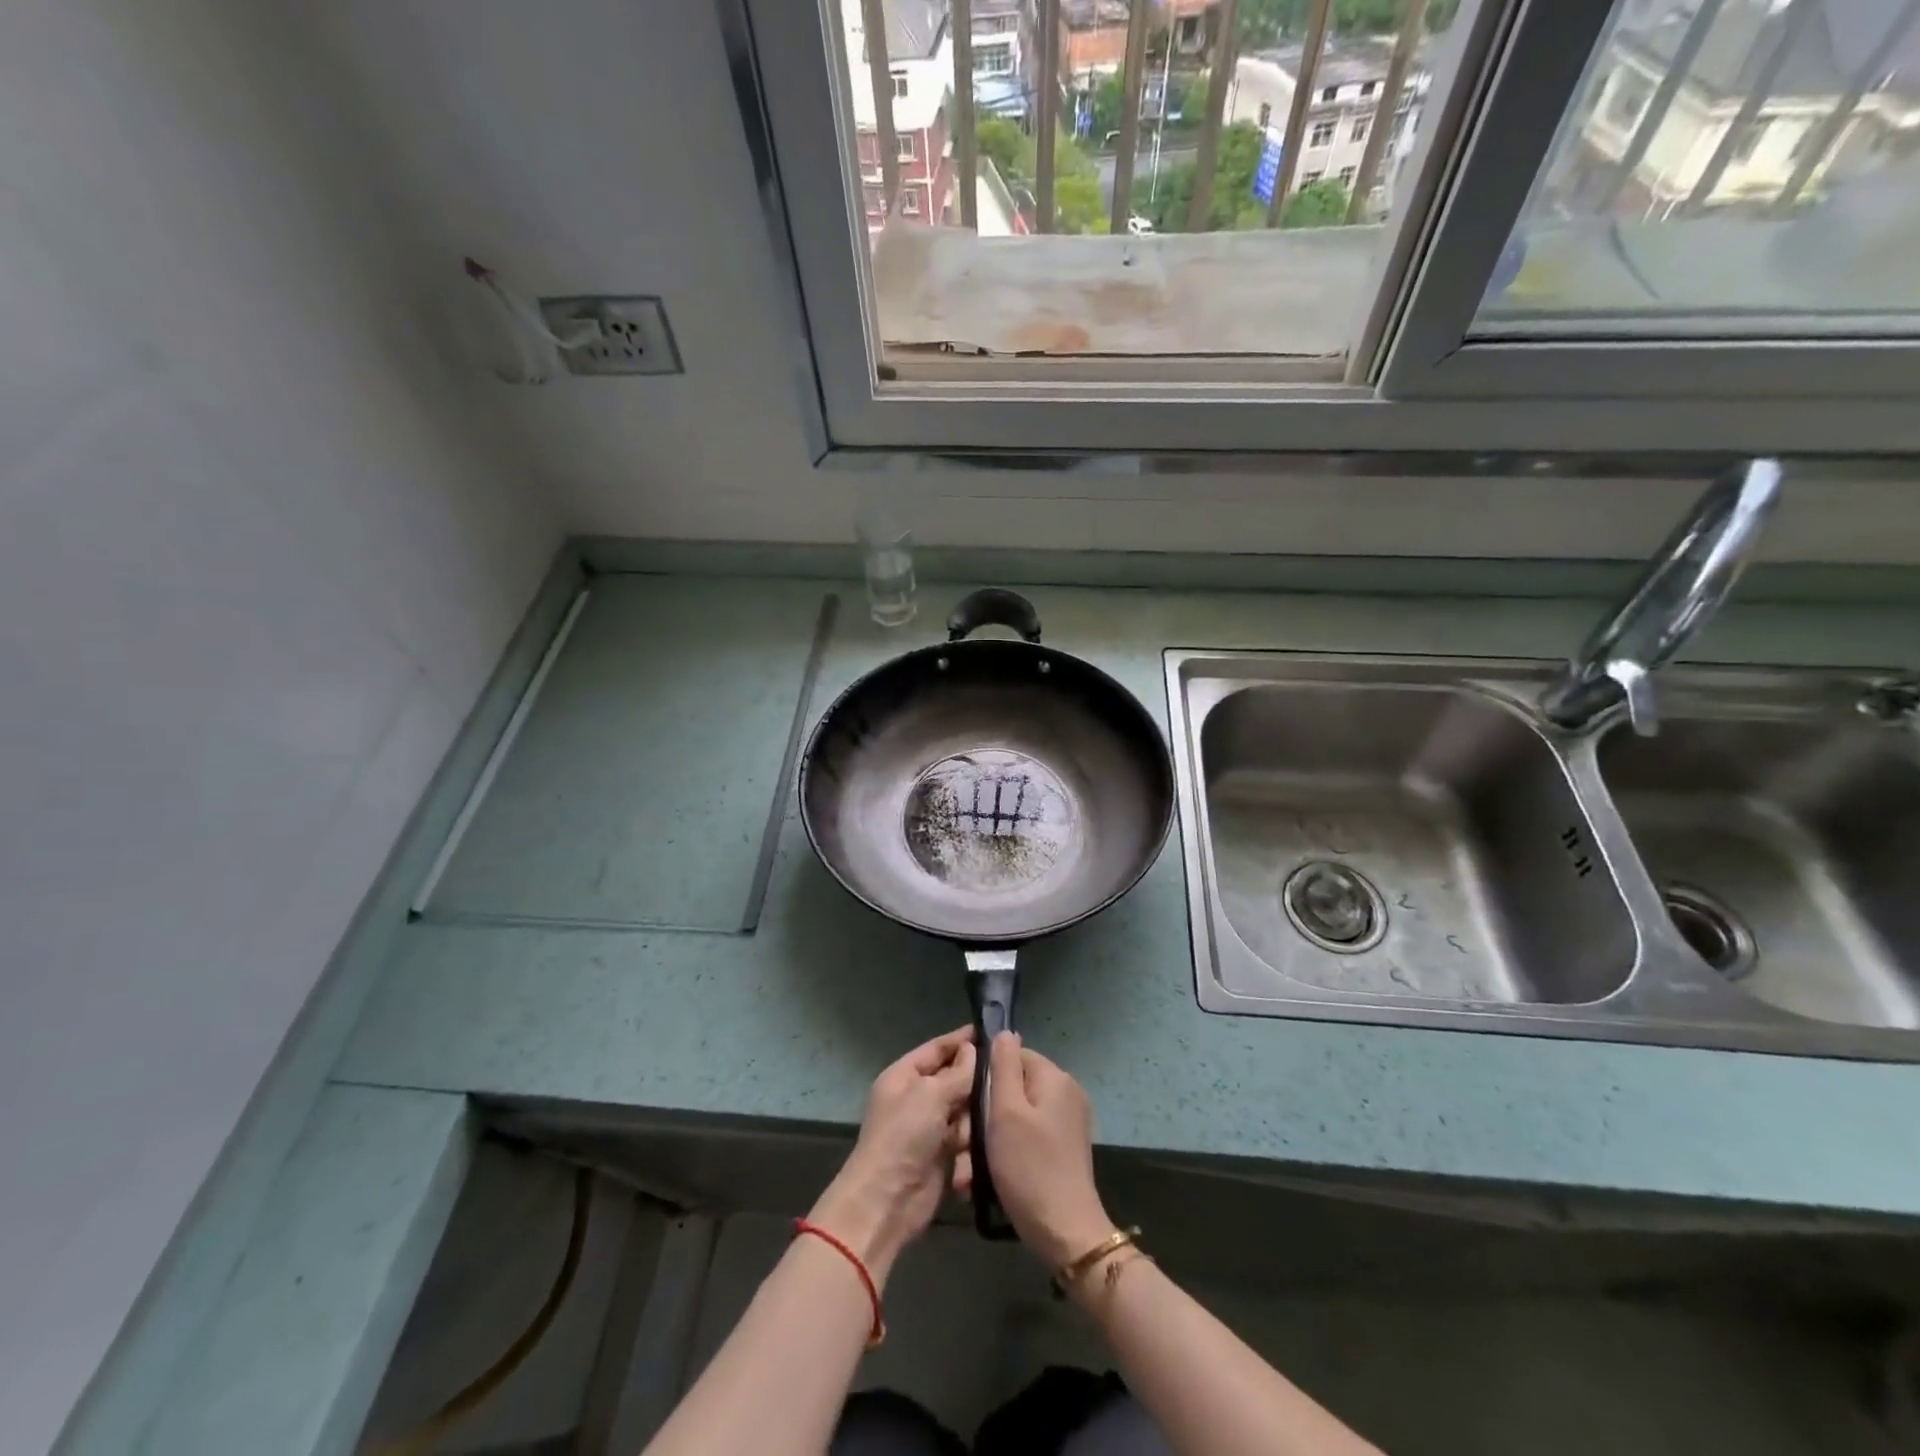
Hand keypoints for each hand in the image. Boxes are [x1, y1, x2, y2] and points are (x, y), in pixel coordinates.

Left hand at [808, 1027, 974, 1284]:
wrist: (886, 1201)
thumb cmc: (903, 1136)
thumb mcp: (930, 1094)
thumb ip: (957, 1072)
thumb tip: (973, 1051)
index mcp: (904, 1076)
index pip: (937, 1048)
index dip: (963, 1040)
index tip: (995, 1032)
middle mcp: (916, 1098)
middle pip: (955, 1080)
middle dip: (975, 1083)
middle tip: (1006, 1080)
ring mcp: (929, 1128)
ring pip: (965, 1111)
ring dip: (972, 1121)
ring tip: (979, 1128)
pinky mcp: (942, 1156)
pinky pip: (965, 1140)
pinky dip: (970, 1146)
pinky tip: (974, 1151)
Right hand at [957, 1032, 1113, 1269]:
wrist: (1066, 1234)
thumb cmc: (1030, 1167)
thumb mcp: (1006, 1111)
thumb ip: (1003, 1067)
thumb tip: (1004, 1032)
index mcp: (1055, 1078)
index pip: (1012, 1056)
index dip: (984, 1077)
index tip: (964, 1106)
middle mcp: (1065, 1094)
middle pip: (1013, 1089)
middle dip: (982, 1117)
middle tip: (961, 1147)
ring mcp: (1067, 1123)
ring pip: (1015, 1118)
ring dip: (988, 1141)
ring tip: (967, 1173)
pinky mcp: (1063, 1150)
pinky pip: (1027, 1139)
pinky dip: (1006, 1154)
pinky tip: (984, 1181)